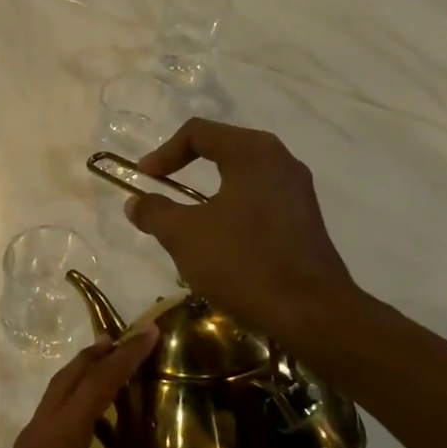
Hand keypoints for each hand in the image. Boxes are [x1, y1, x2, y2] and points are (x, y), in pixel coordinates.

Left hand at [0, 329, 223, 447]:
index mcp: (61, 436)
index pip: (99, 381)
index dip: (126, 354)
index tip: (149, 330)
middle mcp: (42, 430)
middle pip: (70, 376)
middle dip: (100, 354)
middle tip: (132, 340)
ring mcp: (29, 445)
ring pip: (56, 394)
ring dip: (84, 375)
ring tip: (115, 371)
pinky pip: (52, 415)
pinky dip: (74, 401)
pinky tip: (96, 427)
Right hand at [124, 119, 361, 337]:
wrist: (310, 313)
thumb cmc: (243, 262)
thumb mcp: (184, 236)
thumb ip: (155, 212)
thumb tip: (135, 202)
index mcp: (252, 153)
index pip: (198, 133)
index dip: (163, 152)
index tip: (143, 178)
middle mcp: (281, 161)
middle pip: (223, 149)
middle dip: (187, 167)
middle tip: (163, 188)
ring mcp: (298, 191)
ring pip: (242, 177)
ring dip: (209, 192)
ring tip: (187, 219)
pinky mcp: (305, 220)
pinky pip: (260, 200)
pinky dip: (232, 209)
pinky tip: (220, 241)